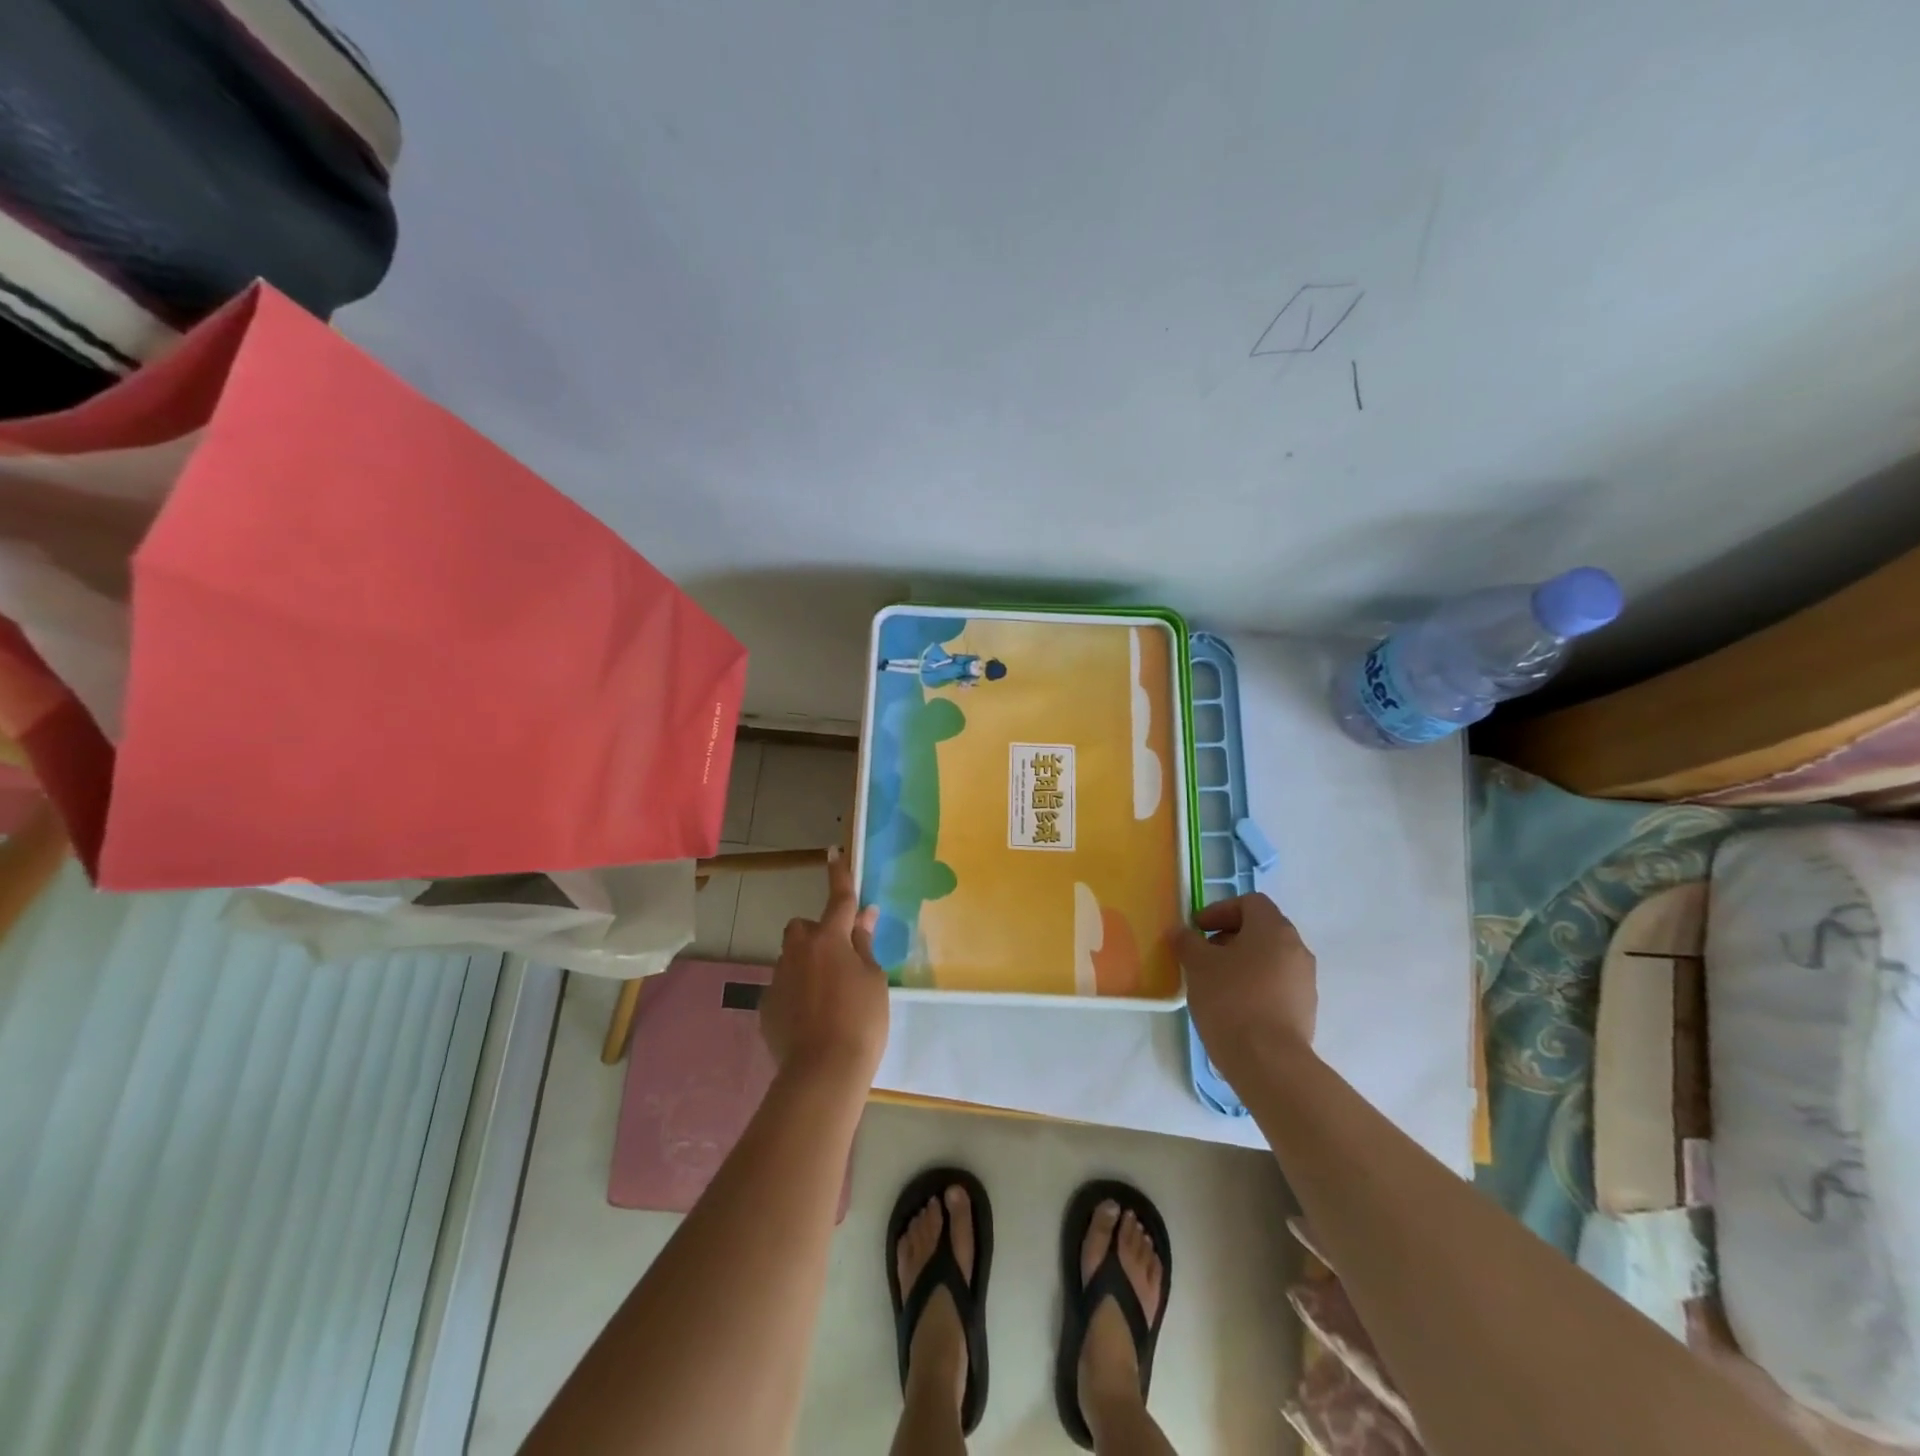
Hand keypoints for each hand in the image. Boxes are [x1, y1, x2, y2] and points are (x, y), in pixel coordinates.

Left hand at [760, 848, 888, 1088]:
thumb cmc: (861, 1020)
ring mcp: (778, 977)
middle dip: (818, 935)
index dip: (839, 875)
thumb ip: (864, 945)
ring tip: (828, 998)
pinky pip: (784, 987)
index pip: (839, 898)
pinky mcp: (766, 1005)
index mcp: (829, 939)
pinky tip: (811, 1020)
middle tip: (840, 960)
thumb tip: (864, 915)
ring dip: (807, 965)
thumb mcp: (874, 980)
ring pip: (792, 958)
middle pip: (804, 928)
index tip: (833, 852)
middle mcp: (798, 950)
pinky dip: (797, 994)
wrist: (822, 1072)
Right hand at [1172, 893, 1317, 1086]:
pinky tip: (1234, 1007)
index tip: (1198, 929)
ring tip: (1215, 983)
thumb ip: (1187, 942)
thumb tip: (1180, 932)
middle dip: (1229, 937)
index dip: (1220, 910)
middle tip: (1203, 955)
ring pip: (1270, 959)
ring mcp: (1305, 981)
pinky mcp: (1306, 1010)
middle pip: (1261, 929)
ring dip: (1242, 962)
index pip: (1250, 902)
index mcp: (1274, 929)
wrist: (1268, 1062)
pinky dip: (1255, 985)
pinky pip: (1277, 985)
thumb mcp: (1197, 965)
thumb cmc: (1231, 1000)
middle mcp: (1297, 949)